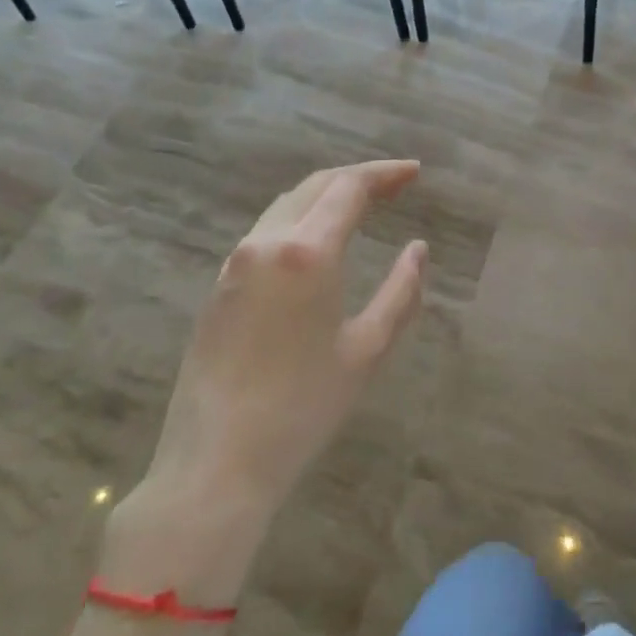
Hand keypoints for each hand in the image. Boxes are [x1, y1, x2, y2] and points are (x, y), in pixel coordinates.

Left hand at [106, 160, 426, 600]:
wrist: (216, 463)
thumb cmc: (303, 408)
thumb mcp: (367, 350)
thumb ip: (401, 291)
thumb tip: (418, 249)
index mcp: (307, 252)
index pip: (349, 188)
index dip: (385, 173)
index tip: (416, 172)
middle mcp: (266, 243)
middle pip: (315, 186)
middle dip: (358, 178)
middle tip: (396, 185)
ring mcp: (235, 263)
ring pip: (286, 205)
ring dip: (326, 195)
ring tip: (363, 205)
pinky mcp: (219, 286)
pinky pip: (266, 231)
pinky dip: (301, 218)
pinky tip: (318, 239)